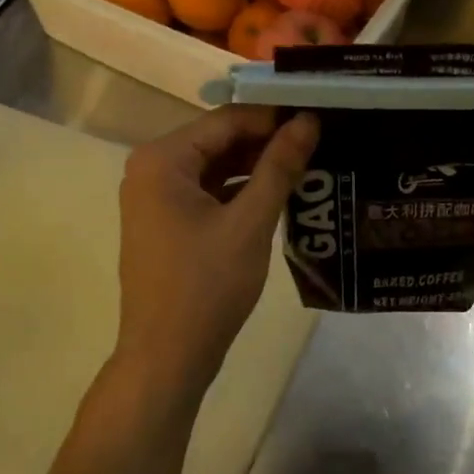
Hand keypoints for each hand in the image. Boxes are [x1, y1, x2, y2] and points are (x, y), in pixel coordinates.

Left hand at [115, 106, 317, 390]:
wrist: (168, 356)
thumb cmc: (207, 286)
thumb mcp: (249, 222)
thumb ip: (279, 167)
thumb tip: (308, 121)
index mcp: (162, 159)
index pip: (228, 120)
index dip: (275, 116)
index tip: (320, 117)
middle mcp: (152, 169)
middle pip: (219, 141)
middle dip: (268, 142)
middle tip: (321, 142)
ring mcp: (156, 198)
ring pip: (216, 168)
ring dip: (258, 168)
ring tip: (309, 166)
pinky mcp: (167, 223)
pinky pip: (209, 193)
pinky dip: (241, 192)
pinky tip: (280, 196)